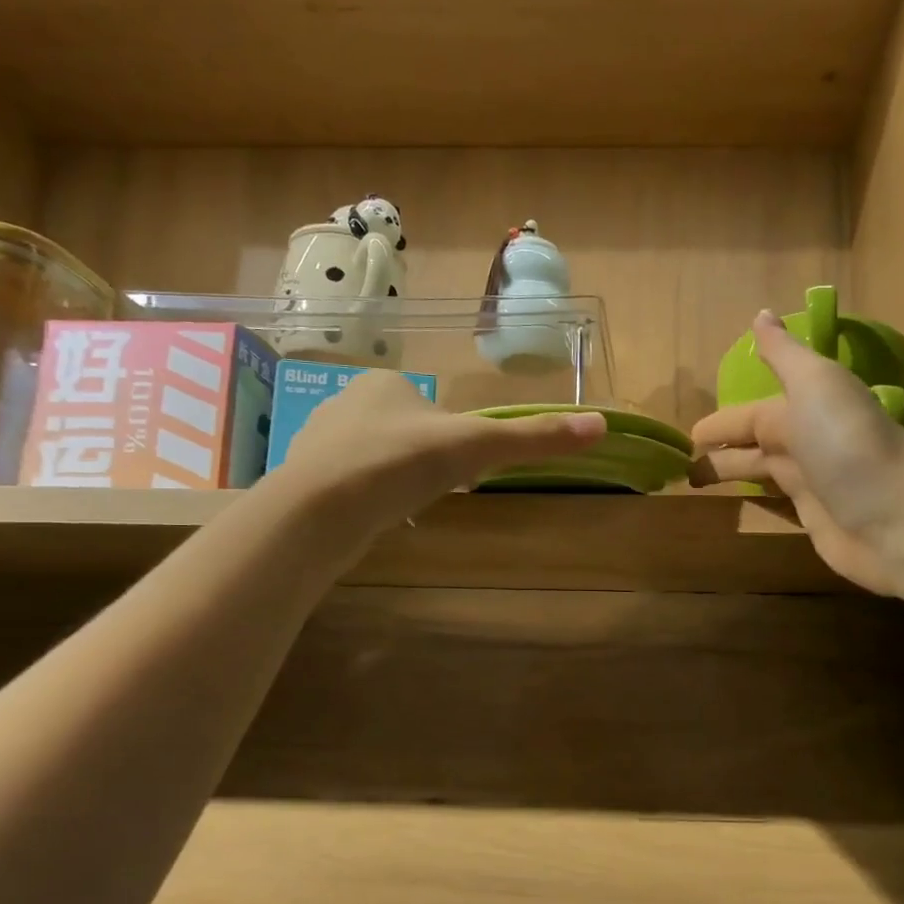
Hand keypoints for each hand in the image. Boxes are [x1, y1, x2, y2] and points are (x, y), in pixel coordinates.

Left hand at [279, 371, 605, 530]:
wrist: (321, 509)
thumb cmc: (402, 463)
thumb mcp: (478, 447)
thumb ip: (534, 437)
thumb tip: (601, 425)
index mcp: (386, 383)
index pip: (432, 406)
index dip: (452, 437)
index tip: (461, 467)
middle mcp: (346, 402)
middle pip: (403, 430)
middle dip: (421, 458)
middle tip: (435, 490)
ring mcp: (318, 440)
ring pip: (372, 457)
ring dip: (392, 479)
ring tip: (403, 508)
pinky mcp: (302, 478)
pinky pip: (346, 484)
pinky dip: (364, 499)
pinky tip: (372, 520)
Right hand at [689, 312, 903, 593]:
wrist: (897, 514)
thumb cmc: (846, 442)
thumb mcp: (815, 383)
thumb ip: (785, 354)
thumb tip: (761, 314)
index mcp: (802, 409)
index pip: (750, 415)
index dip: (720, 423)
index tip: (689, 435)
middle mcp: (805, 443)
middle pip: (753, 444)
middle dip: (721, 449)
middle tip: (683, 464)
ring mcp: (812, 484)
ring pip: (762, 475)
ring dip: (732, 475)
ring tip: (694, 485)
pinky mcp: (815, 520)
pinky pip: (777, 505)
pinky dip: (756, 502)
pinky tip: (737, 507)